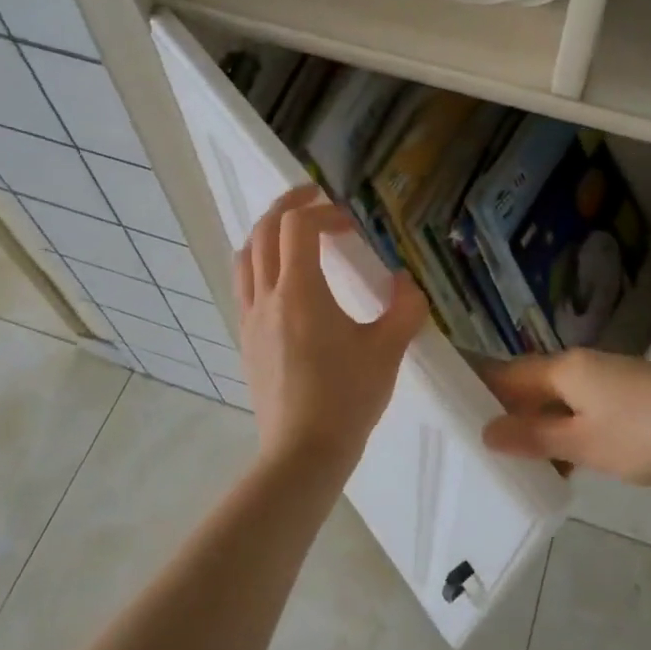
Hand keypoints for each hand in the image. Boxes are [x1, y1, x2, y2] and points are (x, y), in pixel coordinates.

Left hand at [235, 185, 427, 475]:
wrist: (302, 453)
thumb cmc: (347, 399)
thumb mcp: (387, 350)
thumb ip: (404, 308)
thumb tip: (406, 281)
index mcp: (300, 292)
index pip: (298, 227)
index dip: (324, 212)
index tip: (351, 223)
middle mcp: (267, 297)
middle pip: (264, 231)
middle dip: (288, 206)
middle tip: (313, 197)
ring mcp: (250, 319)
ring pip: (246, 257)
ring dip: (267, 232)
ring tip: (291, 230)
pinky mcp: (245, 340)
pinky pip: (244, 285)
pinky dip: (259, 263)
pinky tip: (281, 279)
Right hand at [482, 349, 650, 487]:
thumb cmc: (648, 433)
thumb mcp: (584, 443)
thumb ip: (535, 437)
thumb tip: (487, 430)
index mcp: (565, 369)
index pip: (507, 373)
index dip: (477, 387)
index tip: (446, 407)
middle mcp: (584, 368)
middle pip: (532, 387)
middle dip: (505, 413)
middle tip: (472, 443)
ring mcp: (611, 385)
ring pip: (560, 404)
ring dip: (538, 429)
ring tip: (510, 462)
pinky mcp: (633, 404)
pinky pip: (584, 415)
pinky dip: (567, 436)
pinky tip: (561, 467)